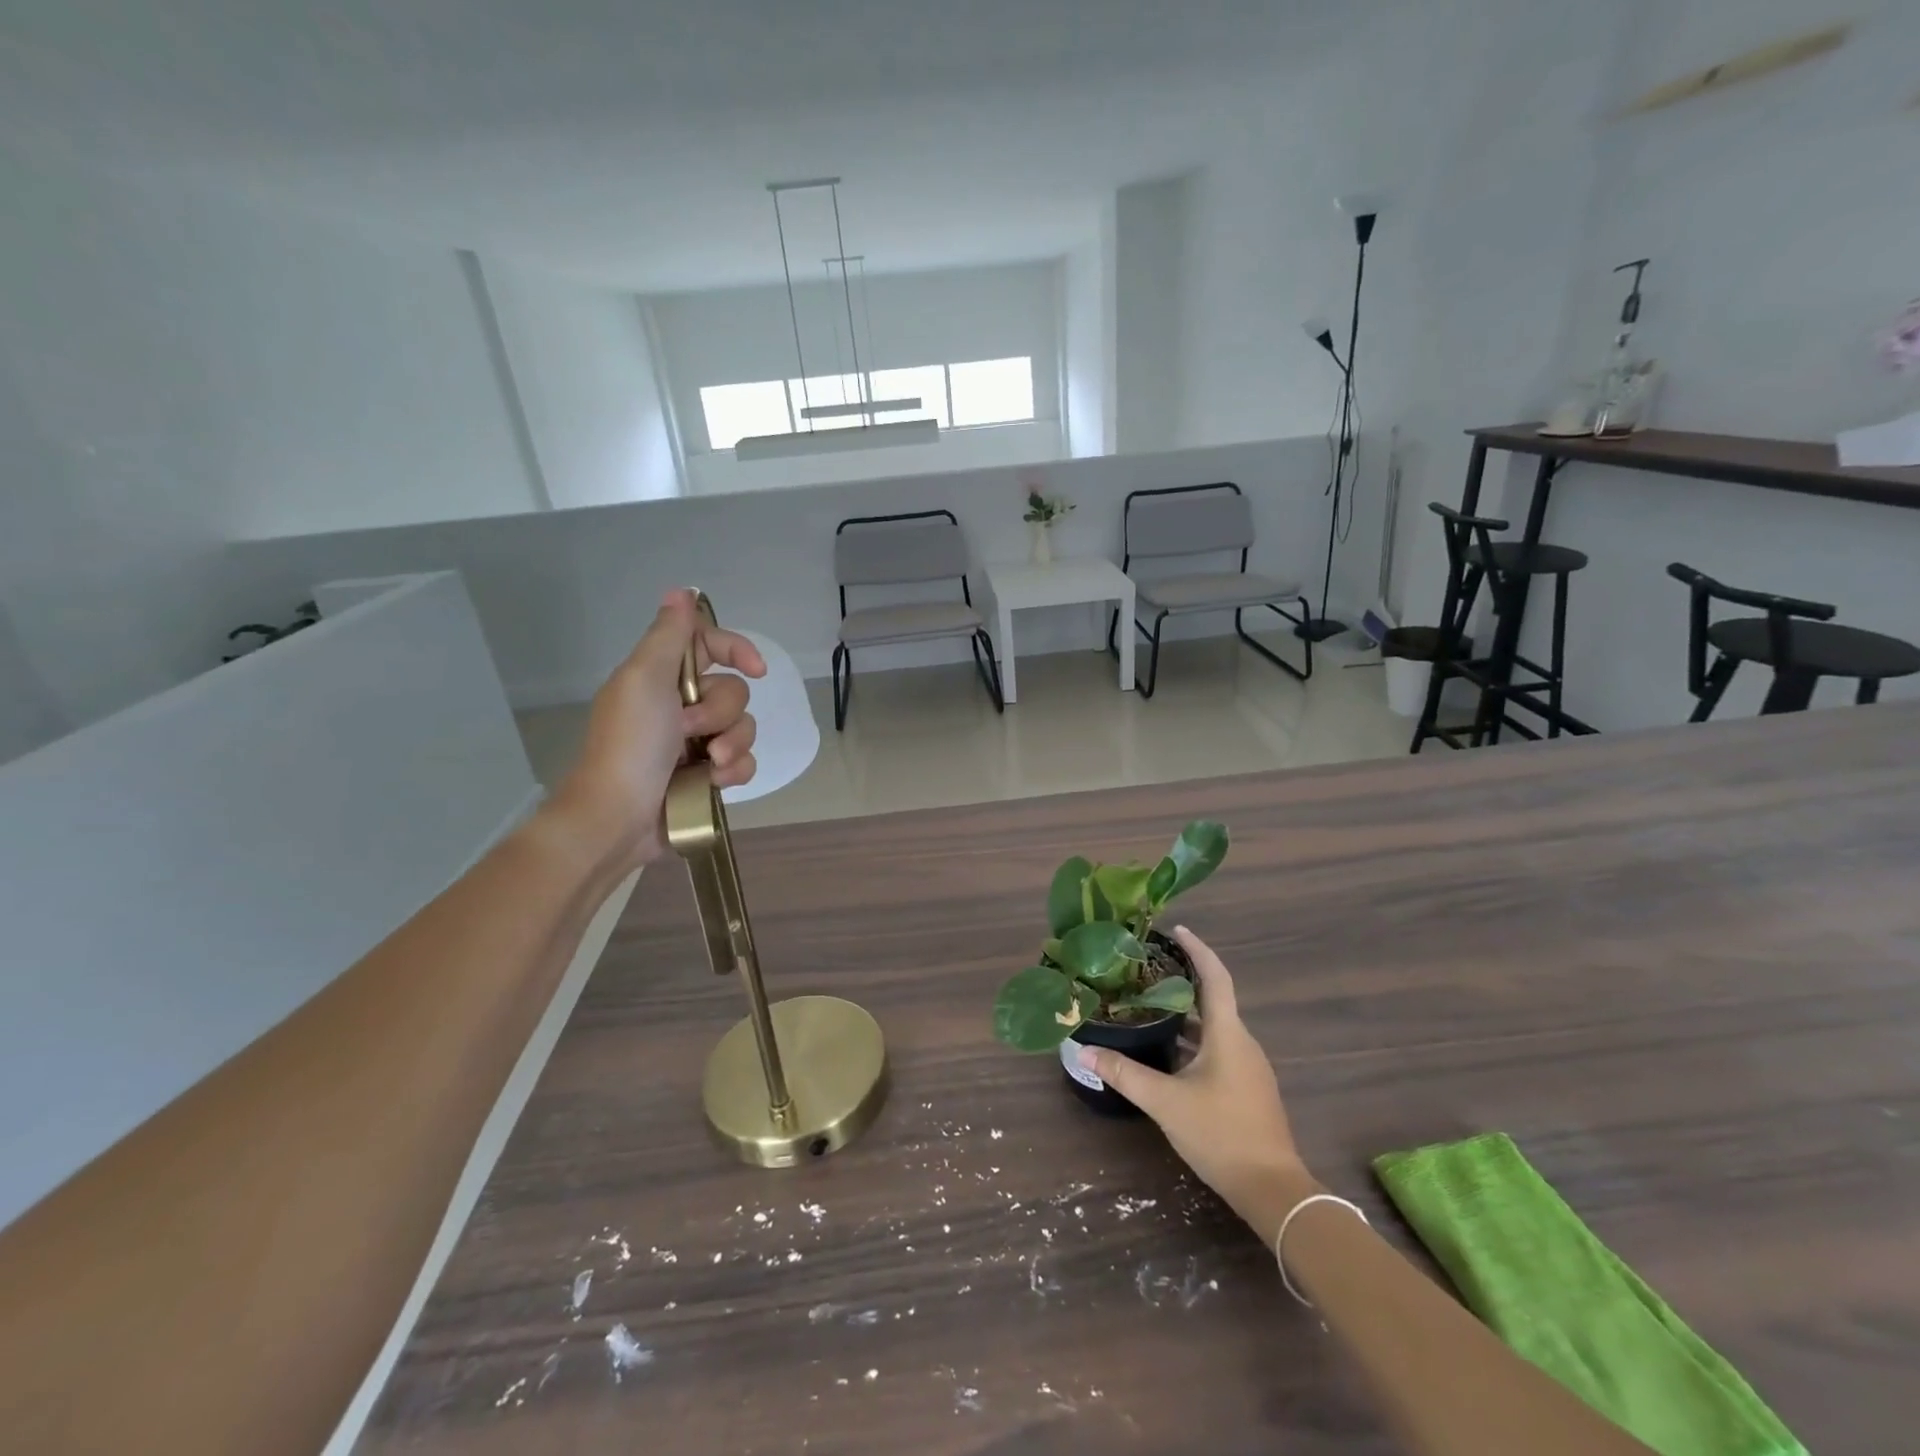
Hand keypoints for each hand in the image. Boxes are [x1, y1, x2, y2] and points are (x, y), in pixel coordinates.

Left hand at [549, 589, 765, 874]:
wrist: (619, 816)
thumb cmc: (630, 744)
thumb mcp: (644, 679)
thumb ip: (669, 636)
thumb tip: (682, 591)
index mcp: (663, 677)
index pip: (711, 645)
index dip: (737, 650)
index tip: (756, 668)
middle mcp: (682, 705)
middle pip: (734, 690)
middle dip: (721, 712)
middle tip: (691, 730)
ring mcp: (697, 743)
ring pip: (745, 727)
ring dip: (732, 745)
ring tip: (709, 765)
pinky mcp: (709, 776)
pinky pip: (744, 762)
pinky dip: (735, 771)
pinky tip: (715, 783)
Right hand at [1076, 926, 1316, 1242]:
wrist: (1273, 1190)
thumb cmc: (1220, 1133)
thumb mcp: (1165, 1102)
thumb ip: (1124, 1073)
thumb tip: (1084, 1049)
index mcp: (1228, 1034)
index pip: (1215, 977)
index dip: (1197, 949)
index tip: (1176, 930)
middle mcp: (1242, 1042)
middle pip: (1214, 998)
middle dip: (1184, 980)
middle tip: (1148, 968)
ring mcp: (1248, 1067)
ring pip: (1214, 1026)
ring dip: (1186, 1013)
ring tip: (1150, 1005)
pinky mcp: (1247, 1088)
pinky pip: (1218, 1048)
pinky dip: (1193, 1038)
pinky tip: (1168, 1051)